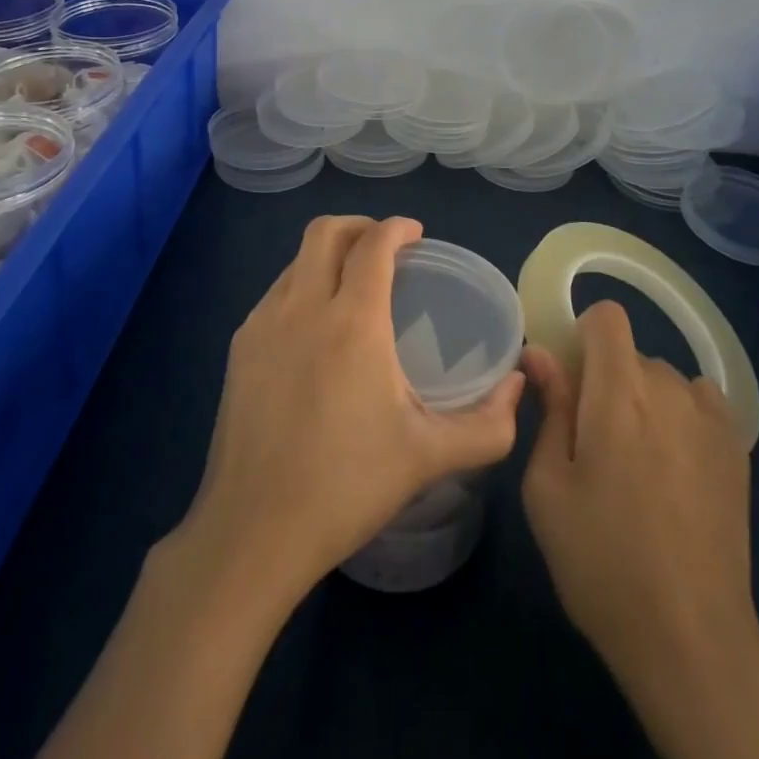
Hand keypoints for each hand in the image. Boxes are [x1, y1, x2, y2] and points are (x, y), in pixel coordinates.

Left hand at [176, 215, 526, 607]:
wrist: (253, 532)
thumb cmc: (347, 487)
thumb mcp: (430, 457)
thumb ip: (488, 424)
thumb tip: (518, 386)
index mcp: (353, 321)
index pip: (373, 244)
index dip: (397, 228)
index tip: (416, 235)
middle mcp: (303, 307)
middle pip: (326, 231)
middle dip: (359, 226)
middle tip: (385, 249)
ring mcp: (263, 324)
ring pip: (297, 260)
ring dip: (328, 255)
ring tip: (352, 286)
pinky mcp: (239, 348)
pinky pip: (276, 292)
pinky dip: (302, 285)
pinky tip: (316, 328)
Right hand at [524, 302, 758, 758]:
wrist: (690, 638)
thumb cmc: (601, 560)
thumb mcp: (547, 487)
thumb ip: (549, 408)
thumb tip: (540, 353)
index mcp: (619, 391)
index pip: (607, 316)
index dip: (583, 337)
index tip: (570, 383)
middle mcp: (670, 388)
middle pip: (631, 355)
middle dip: (607, 382)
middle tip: (595, 445)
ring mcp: (710, 418)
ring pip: (664, 381)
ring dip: (645, 403)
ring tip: (639, 469)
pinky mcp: (738, 448)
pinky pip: (699, 404)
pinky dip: (681, 419)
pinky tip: (676, 473)